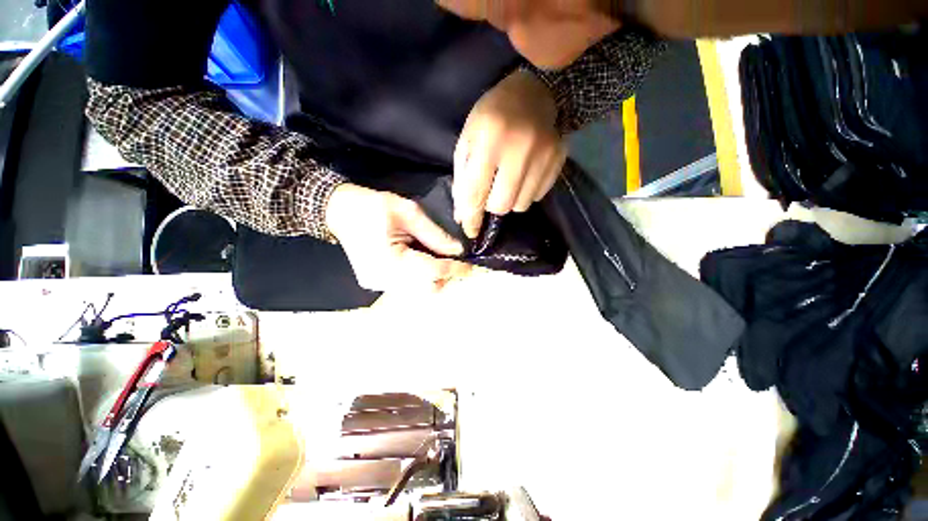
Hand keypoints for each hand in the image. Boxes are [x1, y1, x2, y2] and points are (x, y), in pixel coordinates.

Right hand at [325, 183, 471, 291]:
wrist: (338, 211)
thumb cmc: (372, 206)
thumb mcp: (407, 212)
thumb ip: (435, 234)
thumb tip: (458, 250)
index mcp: (389, 260)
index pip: (433, 271)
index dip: (456, 269)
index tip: (472, 266)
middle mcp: (383, 280)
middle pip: (427, 288)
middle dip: (446, 276)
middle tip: (456, 261)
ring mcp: (378, 285)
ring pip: (419, 291)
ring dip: (435, 278)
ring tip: (441, 260)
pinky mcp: (376, 283)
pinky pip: (407, 287)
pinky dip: (421, 279)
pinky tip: (423, 262)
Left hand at [453, 71, 567, 237]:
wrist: (535, 92)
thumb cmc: (491, 116)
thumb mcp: (467, 141)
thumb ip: (462, 179)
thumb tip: (463, 216)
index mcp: (488, 140)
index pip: (476, 193)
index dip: (471, 217)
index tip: (470, 230)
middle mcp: (518, 150)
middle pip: (501, 205)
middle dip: (490, 206)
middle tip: (489, 194)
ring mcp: (543, 156)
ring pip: (520, 205)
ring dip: (509, 201)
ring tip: (507, 182)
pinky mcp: (558, 161)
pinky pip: (537, 197)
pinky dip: (525, 194)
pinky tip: (523, 177)